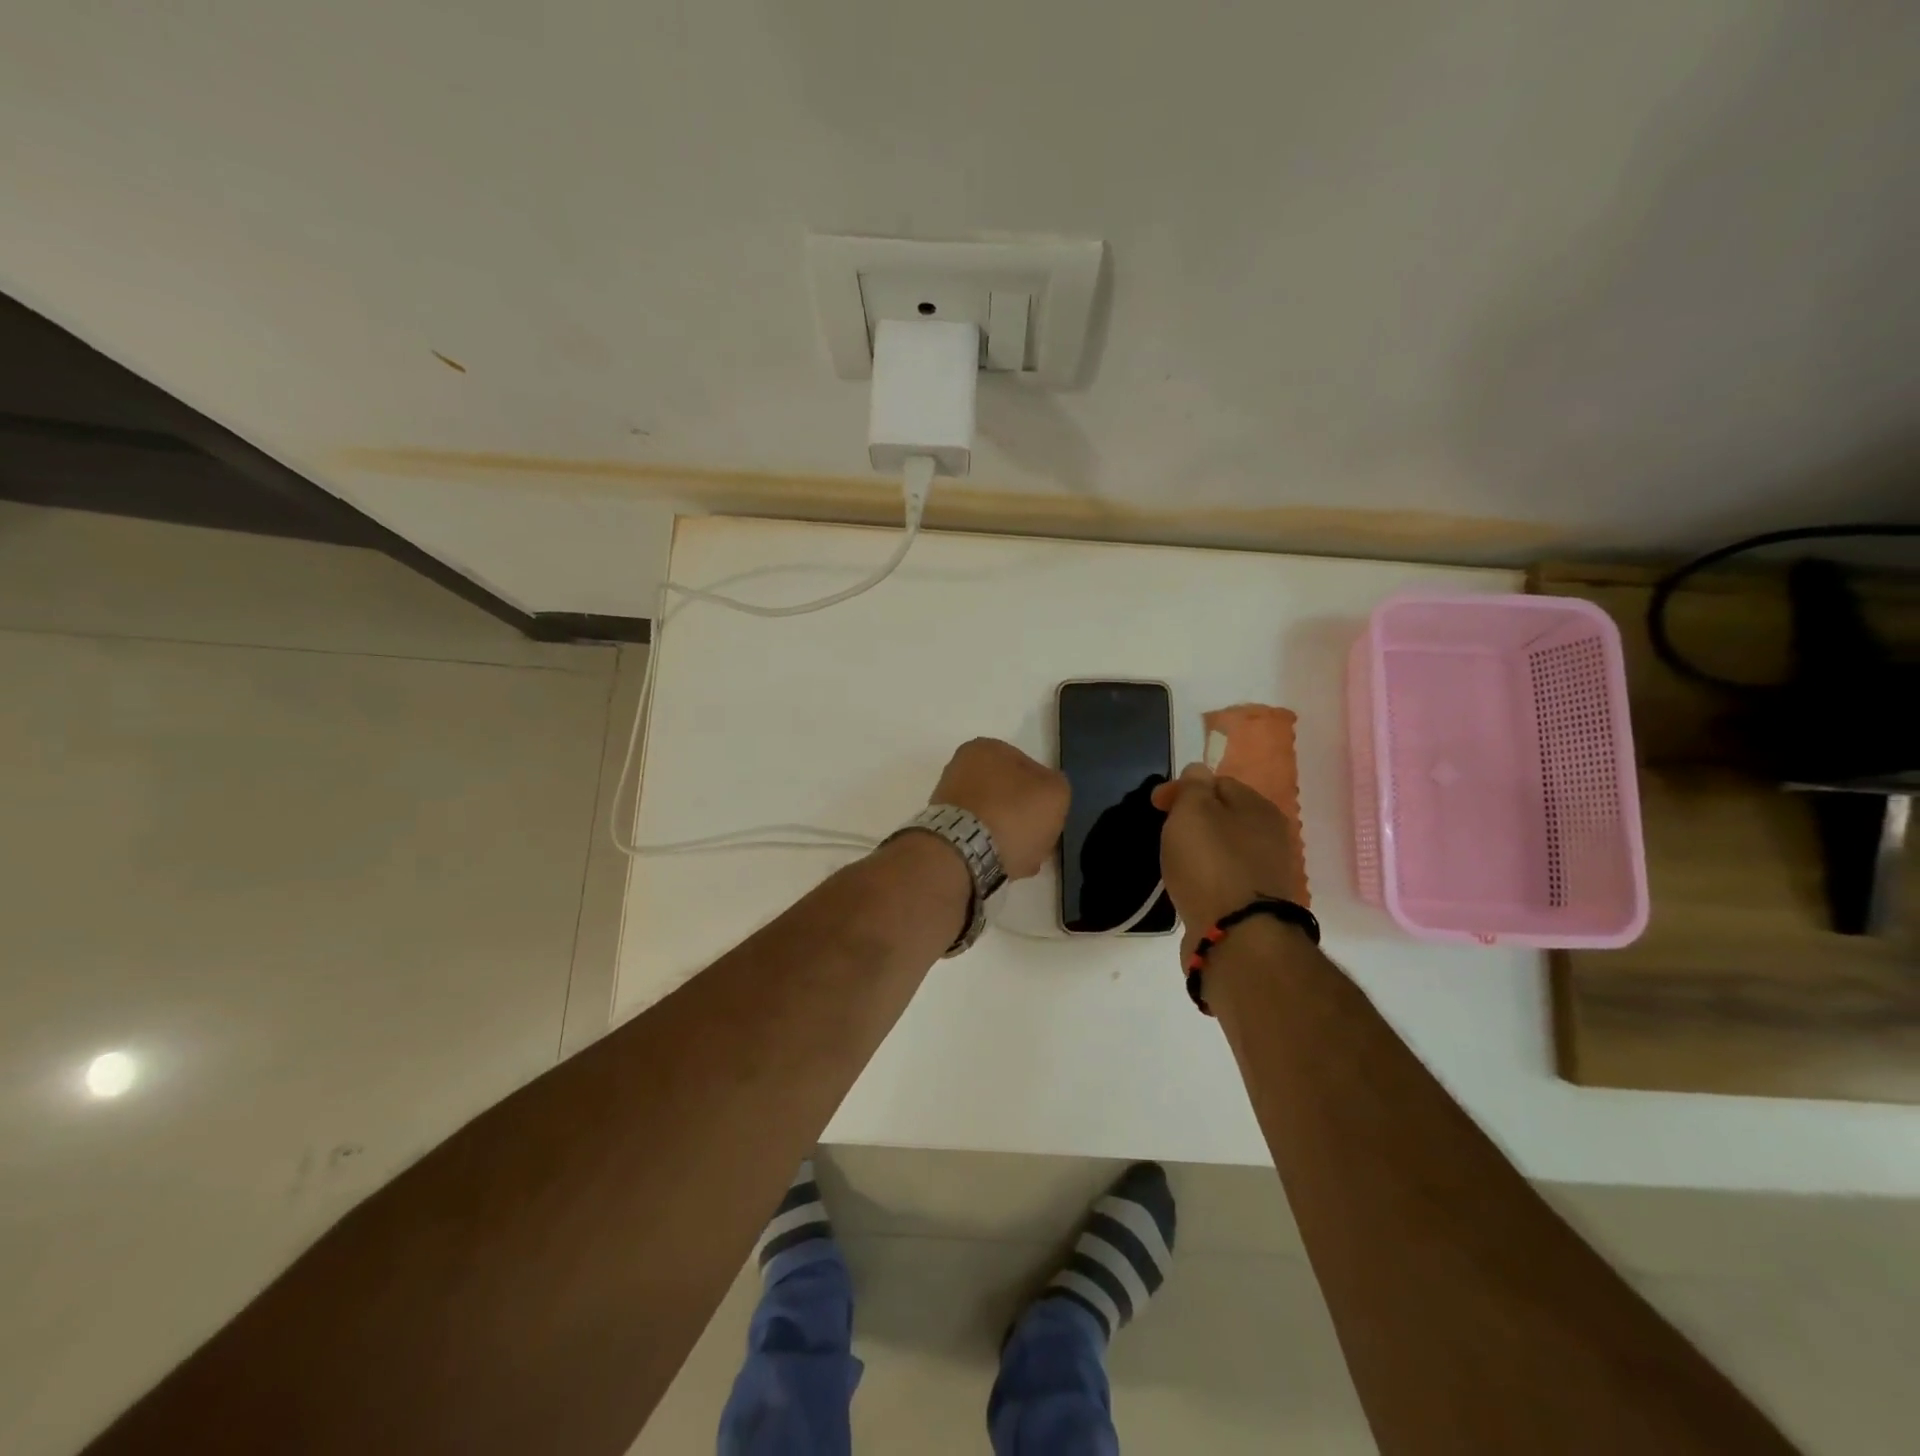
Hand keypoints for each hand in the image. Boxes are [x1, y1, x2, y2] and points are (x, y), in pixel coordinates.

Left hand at [931, 738, 1068, 880]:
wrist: (963, 854)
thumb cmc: (1012, 814)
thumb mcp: (1055, 792)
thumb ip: (1057, 786)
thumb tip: (1045, 793)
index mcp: (986, 748)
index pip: (1028, 768)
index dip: (1045, 794)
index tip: (1051, 816)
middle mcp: (961, 768)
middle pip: (1009, 795)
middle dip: (1026, 818)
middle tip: (1041, 840)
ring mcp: (948, 800)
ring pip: (995, 819)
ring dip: (1012, 837)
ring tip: (1025, 859)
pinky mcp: (943, 830)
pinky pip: (979, 838)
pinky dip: (993, 849)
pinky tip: (1007, 865)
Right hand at [1152, 765, 1305, 955]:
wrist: (1237, 935)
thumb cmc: (1210, 863)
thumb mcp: (1192, 812)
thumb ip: (1192, 787)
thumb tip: (1198, 770)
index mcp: (1259, 807)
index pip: (1219, 782)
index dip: (1184, 789)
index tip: (1155, 805)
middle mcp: (1270, 837)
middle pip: (1224, 817)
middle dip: (1193, 820)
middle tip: (1164, 833)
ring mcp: (1265, 873)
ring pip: (1224, 850)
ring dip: (1200, 851)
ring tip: (1173, 863)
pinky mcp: (1254, 905)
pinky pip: (1224, 880)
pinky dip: (1206, 879)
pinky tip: (1190, 888)